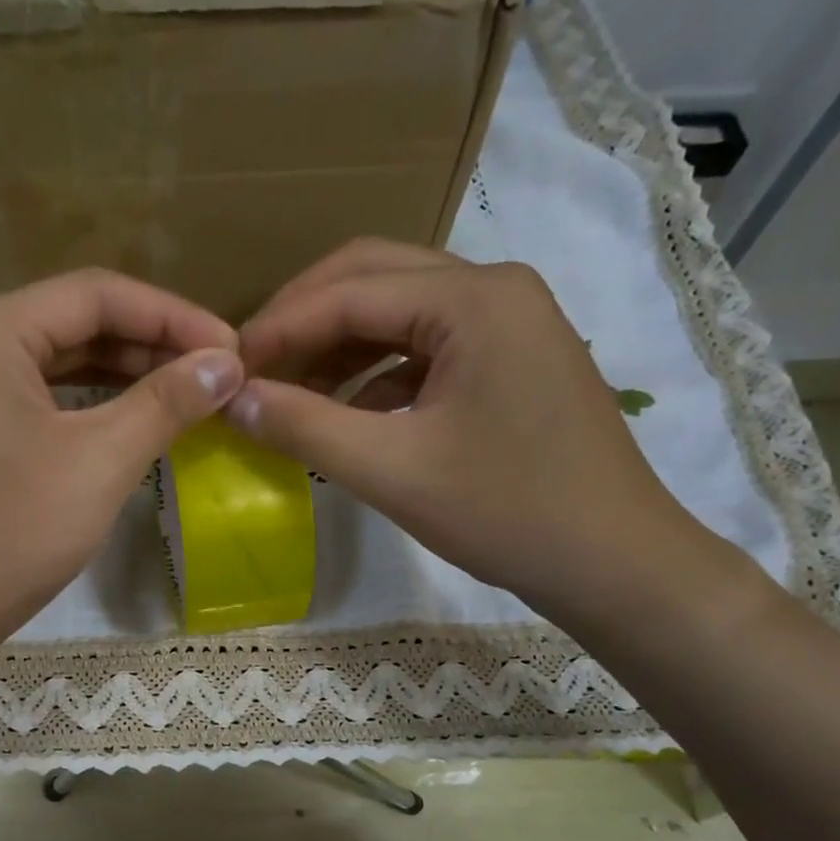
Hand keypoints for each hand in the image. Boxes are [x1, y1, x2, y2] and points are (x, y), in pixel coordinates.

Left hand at [0, 269, 243, 651]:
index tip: (232, 349)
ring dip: (125, 374)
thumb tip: (227, 363)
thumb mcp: (100, 461)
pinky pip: (43, 399)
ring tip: (186, 394)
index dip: (173, 316)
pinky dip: (92, 405)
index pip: (98, 294)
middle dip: (152, 344)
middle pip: (77, 322)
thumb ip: (166, 403)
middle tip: (215, 374)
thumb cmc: (11, 532)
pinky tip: (132, 422)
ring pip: (61, 362)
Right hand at [229, 239, 711, 615]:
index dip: (277, 329)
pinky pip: (424, 347)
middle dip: (304, 320)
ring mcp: (509, 323)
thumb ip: (304, 428)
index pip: (349, 292)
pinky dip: (375, 372)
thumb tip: (232, 399)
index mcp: (473, 299)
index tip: (225, 371)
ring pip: (399, 312)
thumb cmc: (507, 512)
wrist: (614, 562)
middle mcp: (494, 289)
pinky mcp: (510, 360)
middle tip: (251, 367)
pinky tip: (344, 411)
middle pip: (374, 278)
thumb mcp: (391, 471)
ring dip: (337, 345)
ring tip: (287, 392)